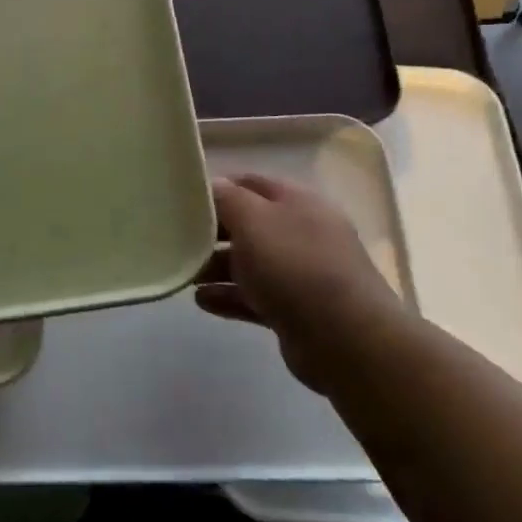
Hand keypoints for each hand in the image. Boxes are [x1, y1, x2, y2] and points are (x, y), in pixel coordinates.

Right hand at [196, 173, 405, 395]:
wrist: (344, 338)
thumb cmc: (294, 265)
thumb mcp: (253, 220)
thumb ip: (228, 199)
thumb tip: (213, 185)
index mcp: (298, 202)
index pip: (252, 183)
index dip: (218, 188)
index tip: (184, 200)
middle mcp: (303, 233)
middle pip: (250, 225)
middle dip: (214, 232)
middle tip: (177, 240)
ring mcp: (302, 274)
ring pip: (251, 264)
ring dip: (217, 267)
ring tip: (184, 274)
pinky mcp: (297, 311)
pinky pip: (256, 297)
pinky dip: (230, 296)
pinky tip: (201, 301)